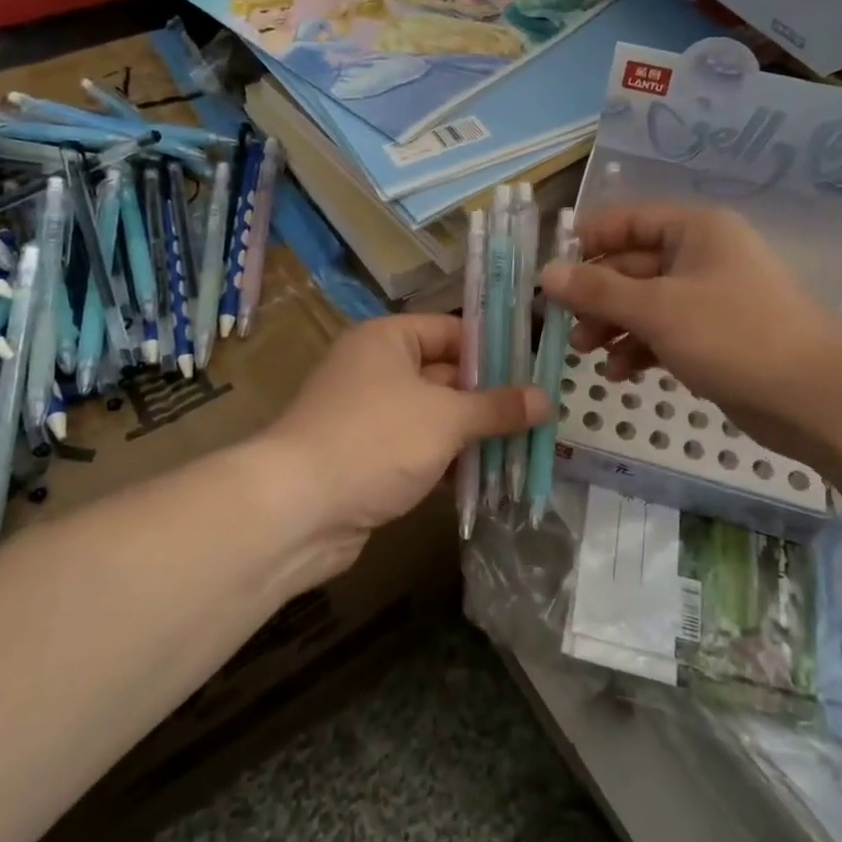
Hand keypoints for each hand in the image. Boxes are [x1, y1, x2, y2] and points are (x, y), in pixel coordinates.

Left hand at [258, 314, 546, 566]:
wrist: (296, 510)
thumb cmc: (375, 441)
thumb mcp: (445, 419)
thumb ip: (496, 407)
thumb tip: (545, 399)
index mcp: (387, 339)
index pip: (451, 331)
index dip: (494, 349)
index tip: (536, 371)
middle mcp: (376, 369)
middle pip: (445, 375)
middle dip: (489, 399)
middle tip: (540, 415)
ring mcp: (369, 416)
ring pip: (434, 417)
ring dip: (472, 435)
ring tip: (525, 449)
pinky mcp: (366, 458)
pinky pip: (418, 450)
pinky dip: (448, 462)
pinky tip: (486, 480)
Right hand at [540, 204, 841, 459]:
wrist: (816, 397)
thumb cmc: (734, 334)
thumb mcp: (658, 308)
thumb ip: (598, 290)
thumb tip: (544, 274)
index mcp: (694, 230)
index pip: (627, 221)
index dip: (585, 241)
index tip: (547, 270)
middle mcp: (701, 256)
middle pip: (631, 266)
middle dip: (595, 295)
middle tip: (560, 324)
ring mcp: (709, 299)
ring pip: (644, 303)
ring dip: (612, 325)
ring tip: (583, 353)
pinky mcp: (714, 338)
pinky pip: (664, 333)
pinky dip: (639, 348)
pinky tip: (620, 374)